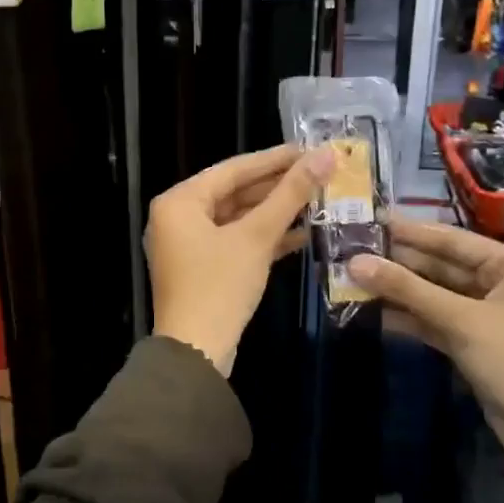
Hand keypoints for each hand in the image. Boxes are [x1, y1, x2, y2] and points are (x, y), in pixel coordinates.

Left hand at [147, 144, 334, 374]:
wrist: (196, 353)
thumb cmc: (220, 286)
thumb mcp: (257, 237)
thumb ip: (290, 194)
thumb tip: (326, 155)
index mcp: (179, 202)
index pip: (233, 169)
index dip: (275, 159)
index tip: (311, 149)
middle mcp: (177, 218)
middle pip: (235, 192)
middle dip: (278, 187)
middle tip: (320, 173)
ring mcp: (188, 245)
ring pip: (237, 219)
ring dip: (275, 213)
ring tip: (318, 200)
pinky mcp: (203, 269)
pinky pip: (235, 242)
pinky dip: (264, 239)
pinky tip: (303, 234)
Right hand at [347, 218, 503, 467]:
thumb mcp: (461, 320)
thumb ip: (407, 290)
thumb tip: (355, 263)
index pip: (453, 240)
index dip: (411, 231)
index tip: (371, 220)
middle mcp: (499, 284)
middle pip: (441, 267)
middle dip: (399, 263)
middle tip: (353, 250)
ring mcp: (483, 315)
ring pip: (433, 295)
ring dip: (398, 291)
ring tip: (353, 279)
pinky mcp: (470, 343)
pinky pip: (433, 321)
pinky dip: (407, 317)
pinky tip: (372, 311)